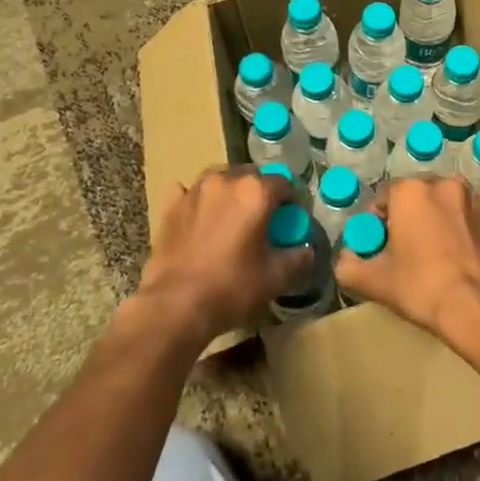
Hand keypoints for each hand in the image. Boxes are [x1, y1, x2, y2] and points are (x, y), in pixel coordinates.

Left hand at [135, 168, 308, 346]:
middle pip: (251, 175)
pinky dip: (197, 199)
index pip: (284, 183)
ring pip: (219, 178)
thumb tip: (307, 251)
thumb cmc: (231, 287)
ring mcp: (195, 190)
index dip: (292, 200)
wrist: (175, 305)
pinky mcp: (172, 206)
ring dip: (230, 190)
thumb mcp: (275, 278)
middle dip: (260, 190)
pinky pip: (188, 192)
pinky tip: (198, 214)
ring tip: (232, 214)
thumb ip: (298, 259)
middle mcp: (226, 180)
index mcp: (256, 192)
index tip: (292, 218)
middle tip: (263, 217)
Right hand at [333, 177, 479, 345]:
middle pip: (417, 192)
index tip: (380, 240)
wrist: (474, 306)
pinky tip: (470, 231)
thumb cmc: (420, 287)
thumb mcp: (373, 281)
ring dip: (440, 209)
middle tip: (406, 243)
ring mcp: (473, 197)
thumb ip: (348, 266)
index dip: (379, 217)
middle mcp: (441, 183)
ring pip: (448, 195)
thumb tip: (344, 259)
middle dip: (409, 211)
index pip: (384, 195)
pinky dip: (474, 212)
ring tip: (437, 240)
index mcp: (408, 191)